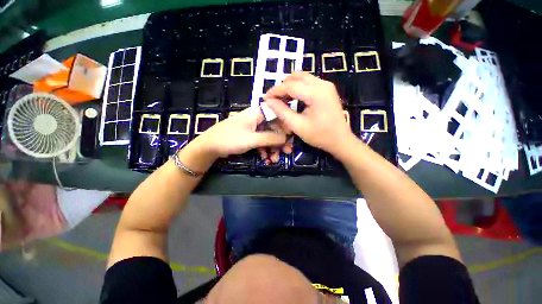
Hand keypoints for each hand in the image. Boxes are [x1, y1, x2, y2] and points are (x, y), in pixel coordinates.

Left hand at [195, 106, 287, 158]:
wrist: (209, 147)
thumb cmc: (230, 139)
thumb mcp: (252, 139)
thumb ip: (270, 138)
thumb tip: (286, 138)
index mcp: (257, 113)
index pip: (277, 115)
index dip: (285, 126)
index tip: (291, 138)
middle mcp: (256, 118)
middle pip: (274, 128)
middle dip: (280, 141)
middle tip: (287, 152)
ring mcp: (252, 127)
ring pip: (268, 136)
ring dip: (272, 148)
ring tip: (274, 160)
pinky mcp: (249, 135)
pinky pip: (261, 141)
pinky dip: (264, 149)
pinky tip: (264, 158)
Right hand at [265, 72, 355, 155]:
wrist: (340, 140)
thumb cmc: (319, 136)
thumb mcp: (297, 126)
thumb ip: (282, 112)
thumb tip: (269, 101)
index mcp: (315, 93)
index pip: (290, 85)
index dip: (275, 91)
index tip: (265, 98)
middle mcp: (322, 84)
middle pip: (296, 77)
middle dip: (282, 86)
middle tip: (274, 100)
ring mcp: (326, 85)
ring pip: (303, 77)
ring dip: (290, 86)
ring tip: (282, 99)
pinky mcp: (327, 89)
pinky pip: (309, 82)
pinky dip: (298, 88)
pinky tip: (293, 99)